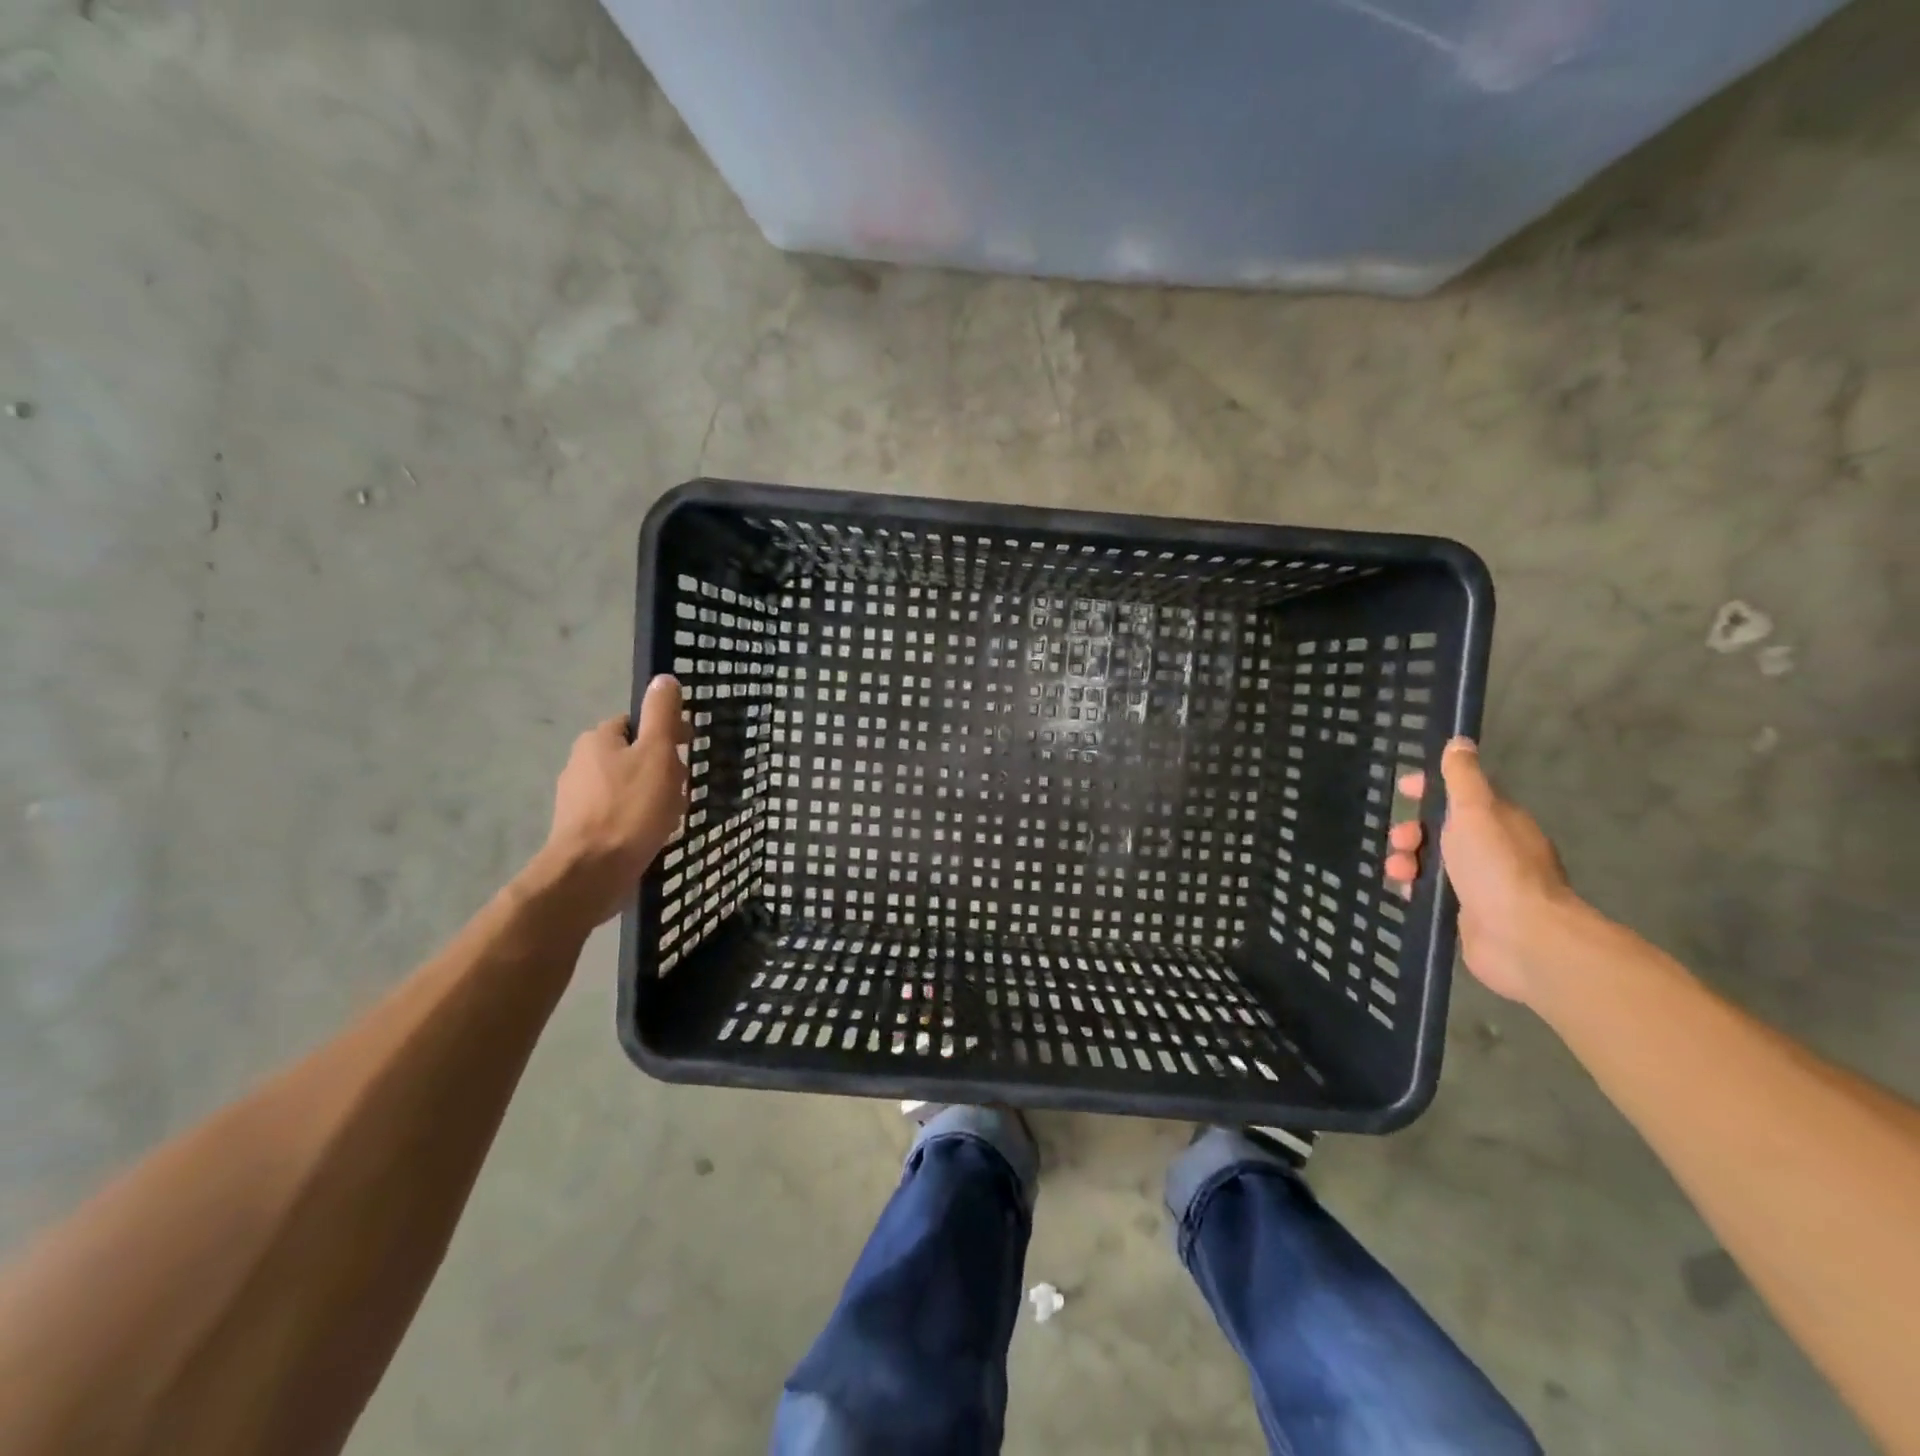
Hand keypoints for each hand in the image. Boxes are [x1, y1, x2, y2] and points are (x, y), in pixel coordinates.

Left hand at [538, 675, 690, 925]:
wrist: (591, 872)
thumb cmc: (630, 808)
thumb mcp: (658, 753)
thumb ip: (663, 715)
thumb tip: (664, 678)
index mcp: (598, 740)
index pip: (637, 724)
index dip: (666, 733)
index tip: (688, 751)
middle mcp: (581, 763)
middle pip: (635, 756)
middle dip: (663, 770)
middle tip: (682, 791)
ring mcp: (577, 799)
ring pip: (628, 786)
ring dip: (654, 796)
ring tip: (671, 818)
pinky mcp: (581, 829)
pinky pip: (619, 813)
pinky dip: (638, 819)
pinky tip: (652, 836)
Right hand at [1386, 738, 1575, 1004]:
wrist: (1522, 938)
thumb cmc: (1496, 867)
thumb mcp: (1475, 811)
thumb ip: (1463, 777)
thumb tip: (1460, 742)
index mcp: (1499, 821)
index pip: (1462, 794)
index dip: (1432, 788)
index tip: (1405, 789)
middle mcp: (1493, 849)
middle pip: (1441, 829)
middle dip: (1412, 830)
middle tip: (1399, 839)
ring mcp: (1481, 883)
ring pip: (1431, 861)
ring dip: (1406, 859)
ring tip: (1398, 871)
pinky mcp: (1466, 913)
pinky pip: (1431, 891)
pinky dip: (1413, 886)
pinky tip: (1404, 891)